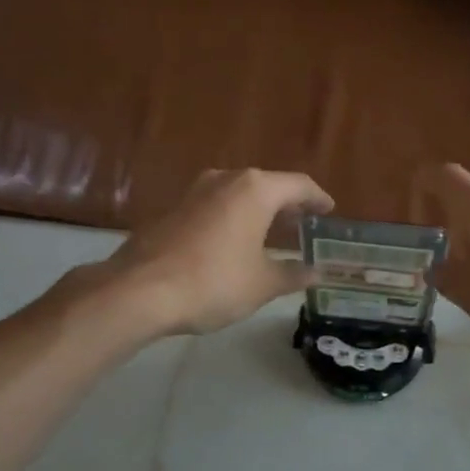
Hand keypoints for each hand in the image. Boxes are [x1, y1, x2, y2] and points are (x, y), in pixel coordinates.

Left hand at [98, 168, 333, 334]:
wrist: (140, 291)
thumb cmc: (214, 282)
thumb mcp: (263, 283)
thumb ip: (293, 274)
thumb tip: (316, 273)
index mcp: (255, 190)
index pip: (299, 185)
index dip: (318, 199)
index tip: (329, 211)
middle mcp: (226, 180)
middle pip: (268, 186)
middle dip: (288, 205)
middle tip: (304, 224)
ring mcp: (195, 192)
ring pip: (239, 195)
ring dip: (259, 212)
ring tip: (273, 234)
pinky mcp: (174, 210)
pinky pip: (216, 207)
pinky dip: (234, 219)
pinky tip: (236, 243)